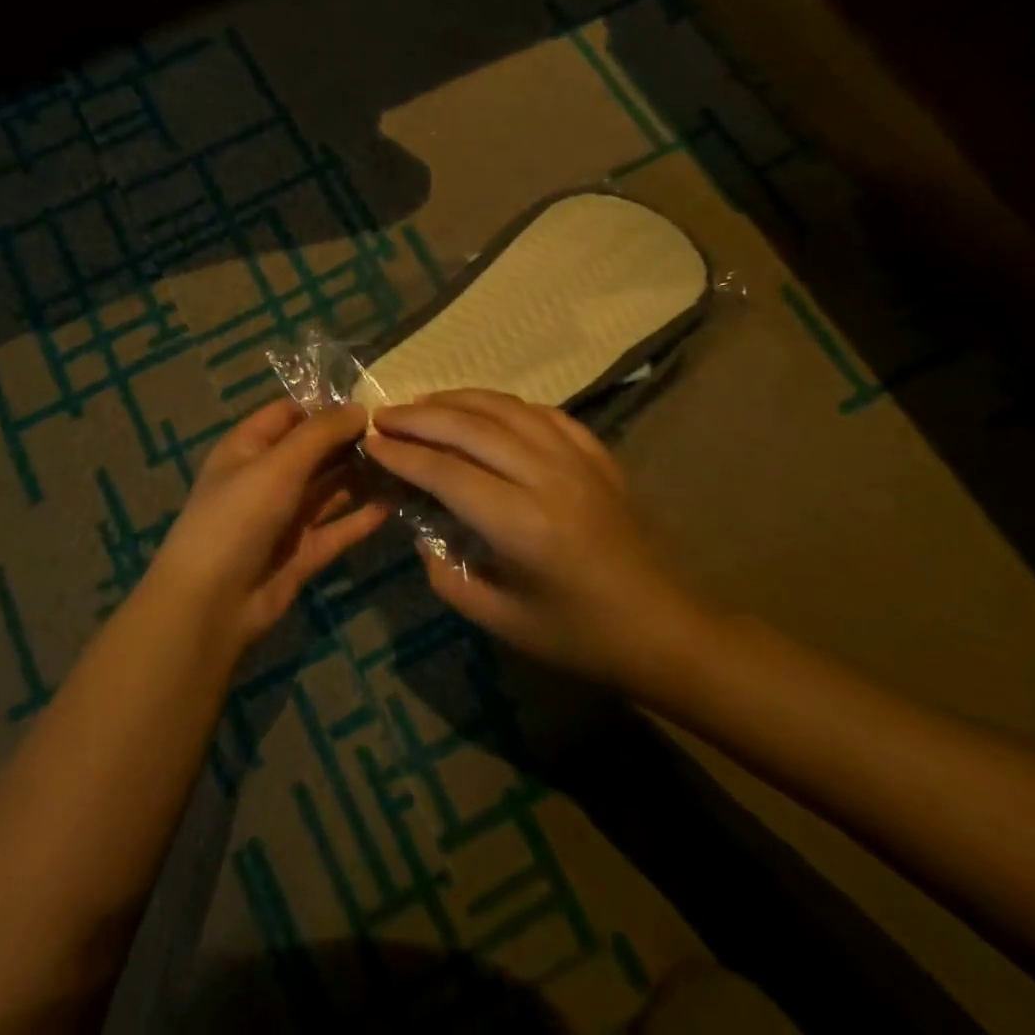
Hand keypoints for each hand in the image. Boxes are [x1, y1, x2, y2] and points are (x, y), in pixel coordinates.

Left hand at [146, 399, 388, 655]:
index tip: (372, 400)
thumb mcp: (278, 465)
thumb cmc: (238, 517)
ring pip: (329, 489)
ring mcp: (285, 517)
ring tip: (404, 462)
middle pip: (314, 451)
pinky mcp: (302, 553)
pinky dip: (361, 518)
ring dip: (360, 477)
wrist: (210, 603)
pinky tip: (392, 504)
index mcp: (249, 447)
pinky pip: (337, 528)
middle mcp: (267, 477)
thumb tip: (359, 408)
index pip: (290, 413)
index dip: (326, 406)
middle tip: (399, 432)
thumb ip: (320, 434)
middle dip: (350, 441)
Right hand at [365, 390, 708, 697]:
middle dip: (419, 418)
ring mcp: (578, 460)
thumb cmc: (579, 636)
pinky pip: (543, 413)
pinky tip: (483, 409)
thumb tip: (423, 534)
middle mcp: (548, 478)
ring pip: (506, 408)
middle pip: (470, 428)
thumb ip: (448, 577)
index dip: (402, 455)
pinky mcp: (598, 455)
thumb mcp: (501, 620)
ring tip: (422, 403)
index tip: (370, 443)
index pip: (446, 472)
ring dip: (457, 399)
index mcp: (522, 525)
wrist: (664, 629)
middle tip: (383, 416)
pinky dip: (504, 405)